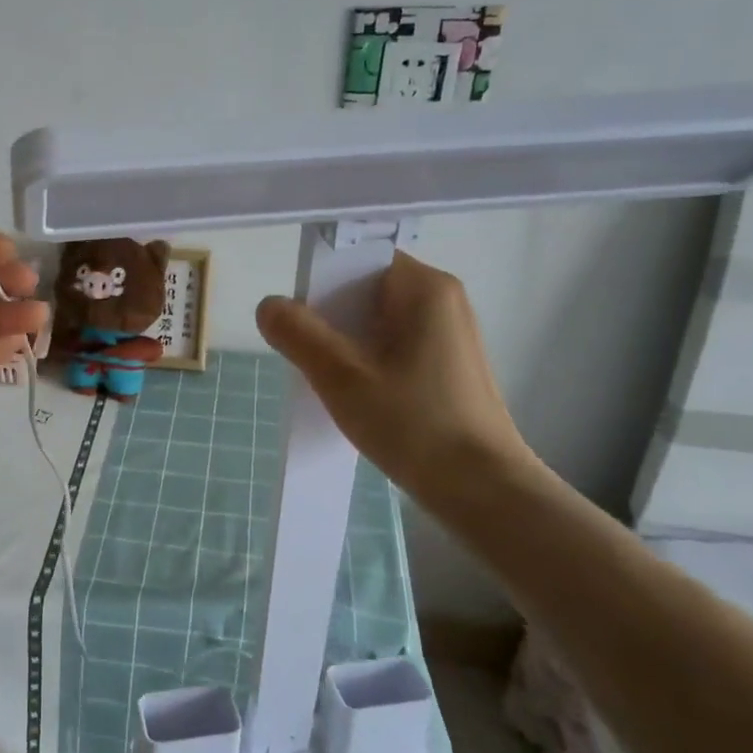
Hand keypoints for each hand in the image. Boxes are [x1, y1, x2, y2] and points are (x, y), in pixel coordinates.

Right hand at [255, 249, 535, 507]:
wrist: (483, 492)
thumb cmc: (414, 425)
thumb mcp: (341, 377)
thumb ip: (298, 334)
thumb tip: (269, 306)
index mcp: (425, 287)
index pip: (359, 260)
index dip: (322, 283)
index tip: (300, 320)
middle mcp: (443, 300)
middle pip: (366, 290)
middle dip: (331, 319)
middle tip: (309, 356)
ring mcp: (449, 334)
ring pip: (377, 322)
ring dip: (347, 345)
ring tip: (332, 381)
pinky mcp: (448, 366)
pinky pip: (394, 346)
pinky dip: (368, 362)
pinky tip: (359, 396)